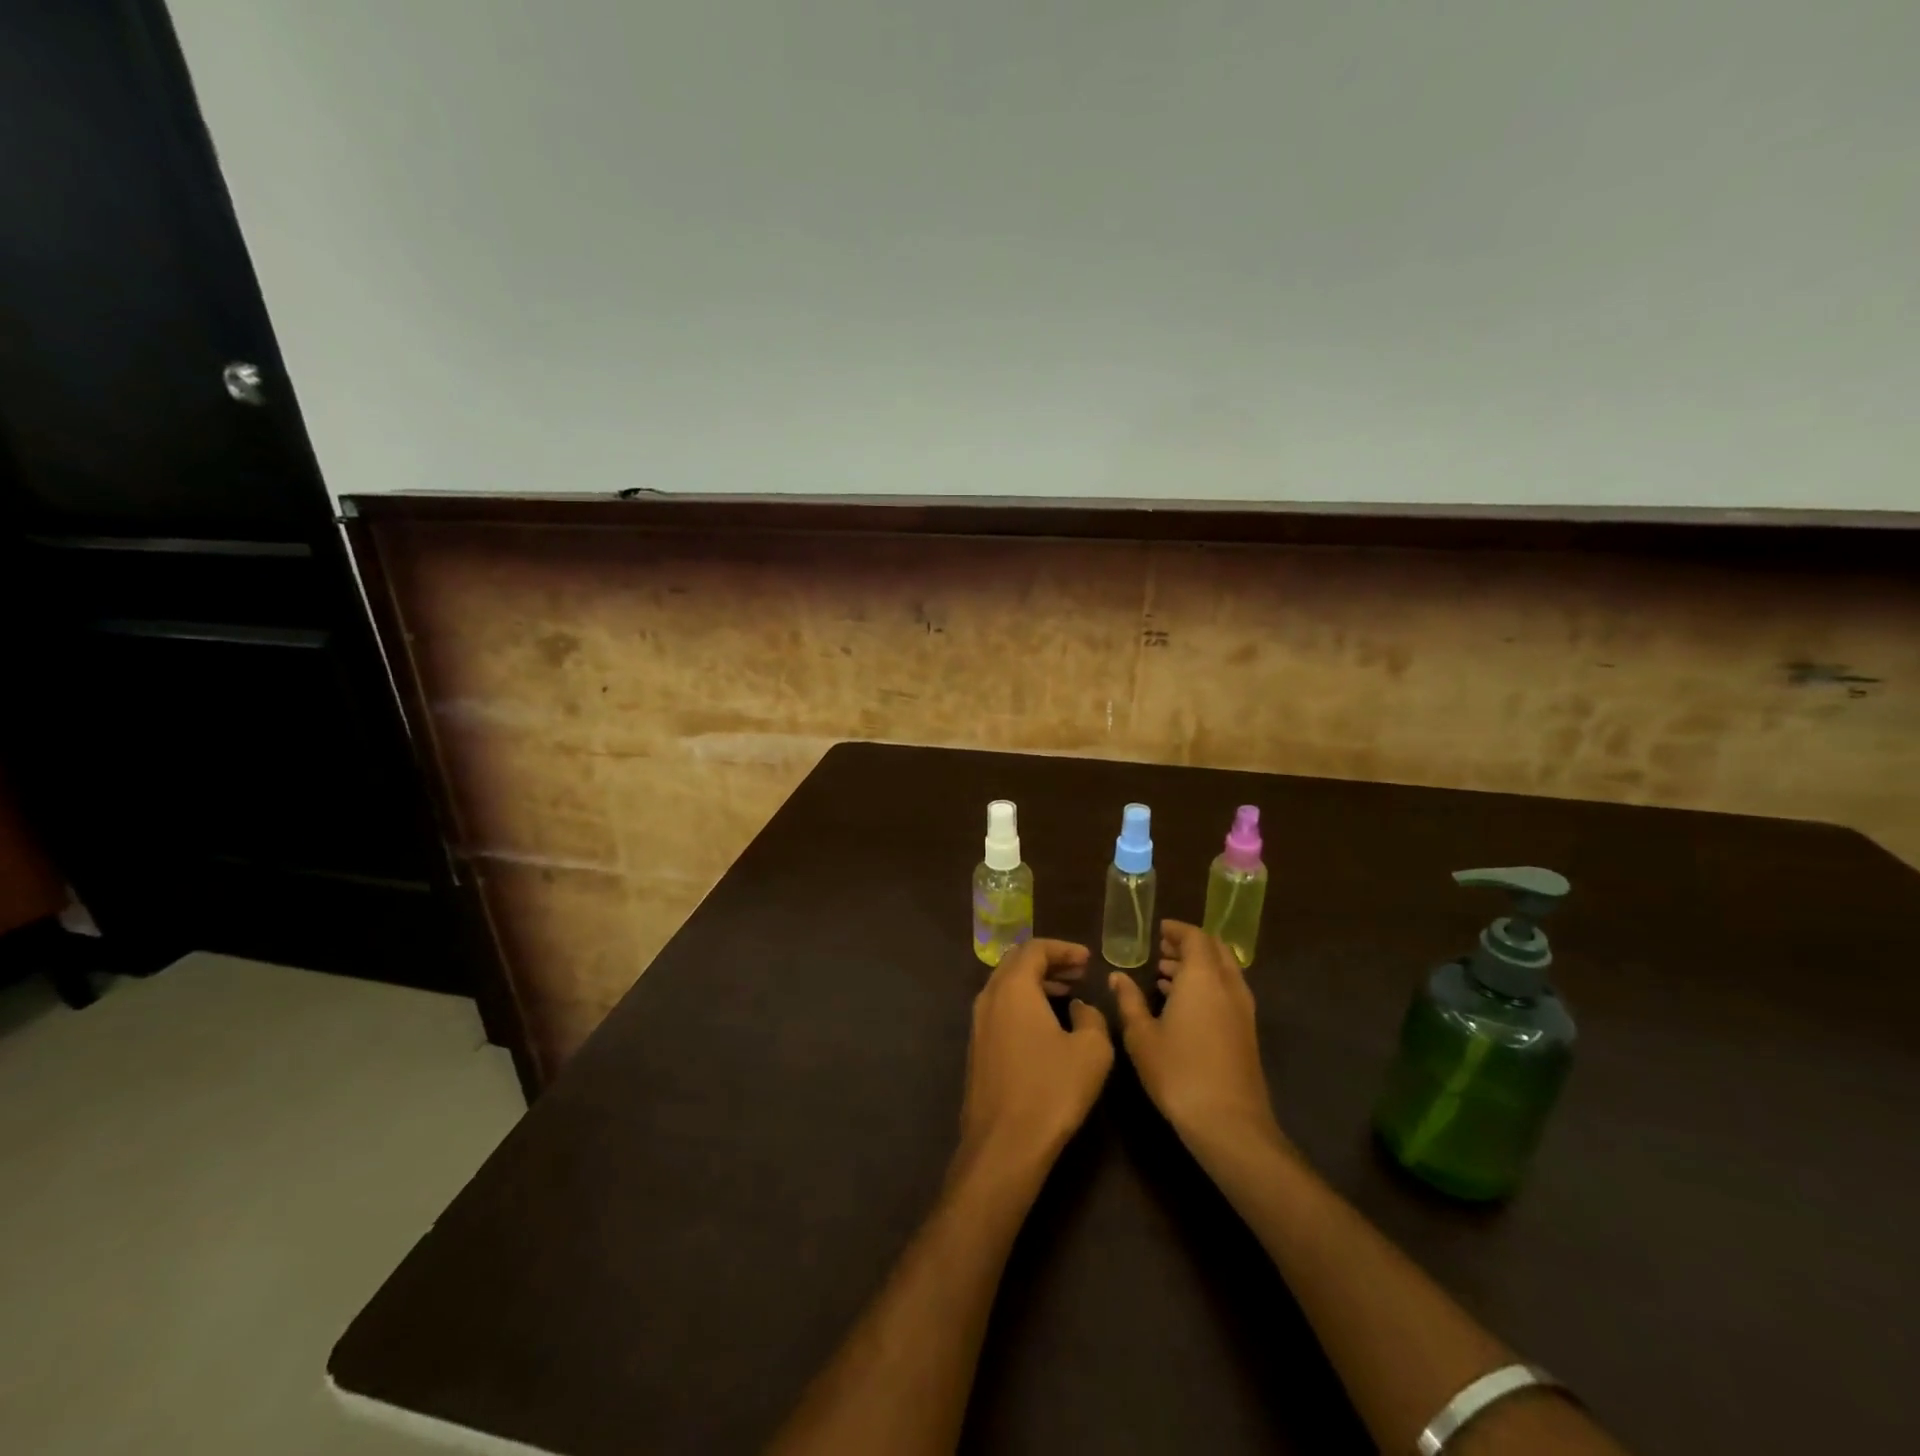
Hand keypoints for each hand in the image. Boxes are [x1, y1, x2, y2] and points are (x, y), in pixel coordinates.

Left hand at [959, 939, 1113, 1173]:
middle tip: (1078, 971)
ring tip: (1066, 993)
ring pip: (1005, 986)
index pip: (1035, 949)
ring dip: (1035, 982)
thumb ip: (1092, 1018)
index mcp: (1013, 988)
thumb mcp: (1091, 1050)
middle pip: (1016, 962)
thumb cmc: (1051, 1090)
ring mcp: (978, 1024)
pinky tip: (1045, 1024)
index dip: (1063, 949)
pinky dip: (1023, 1003)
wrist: (1004, 1144)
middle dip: (1048, 961)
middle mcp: (989, 997)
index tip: (1087, 959)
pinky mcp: (977, 1048)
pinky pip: (1000, 1008)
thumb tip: (1081, 1008)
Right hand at [1110, 919, 1282, 1149]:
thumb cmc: (1178, 1071)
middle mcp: (1227, 985)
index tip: (1158, 931)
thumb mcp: (1141, 1035)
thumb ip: (1129, 1000)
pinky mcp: (1247, 1031)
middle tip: (1162, 949)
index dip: (1177, 930)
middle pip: (1215, 949)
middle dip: (1189, 944)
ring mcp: (1242, 1009)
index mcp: (1202, 977)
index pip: (1195, 937)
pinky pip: (1228, 991)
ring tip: (1167, 974)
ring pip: (1223, 971)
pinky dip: (1208, 985)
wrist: (1229, 1123)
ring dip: (1199, 965)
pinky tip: (1184, 1005)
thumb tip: (1117, 976)